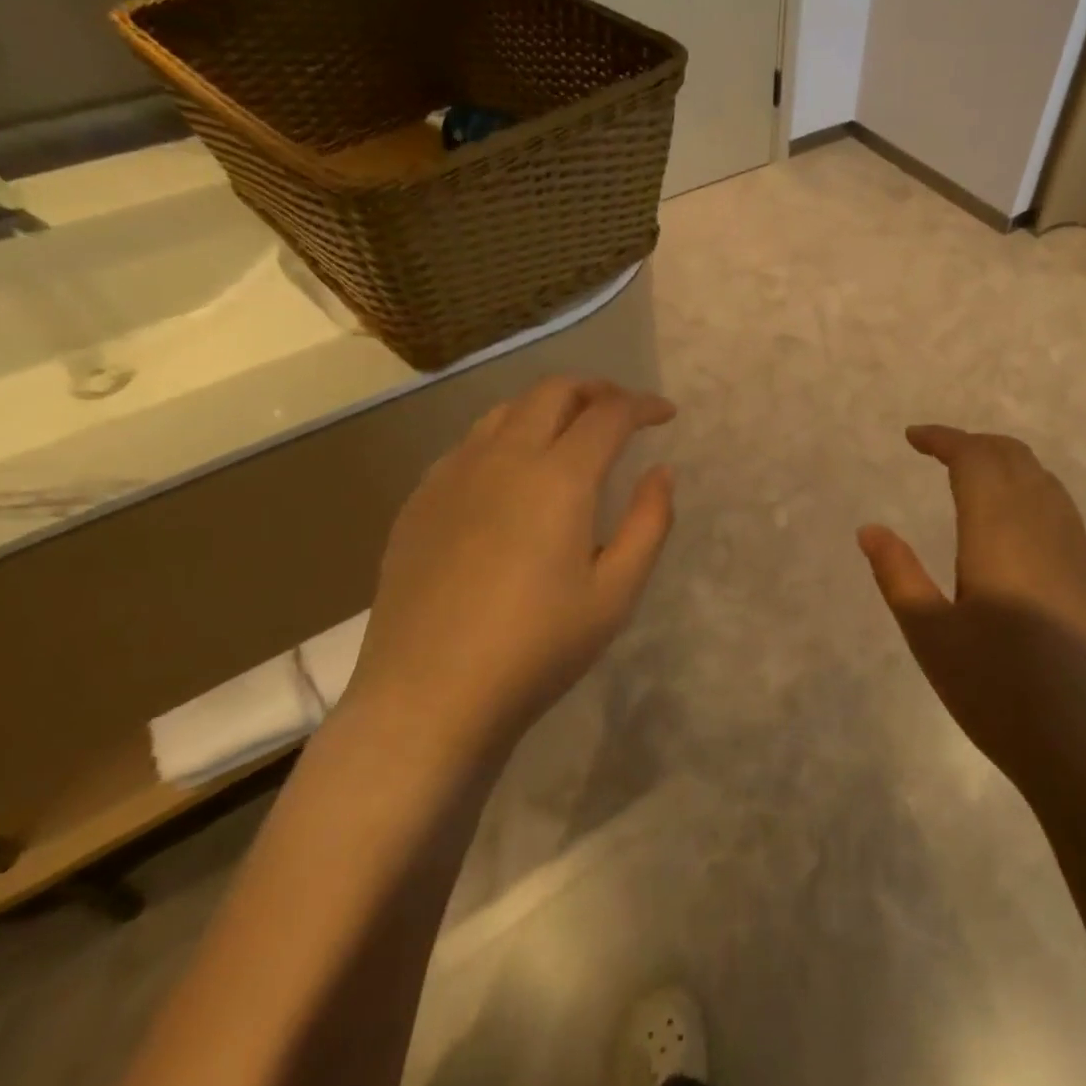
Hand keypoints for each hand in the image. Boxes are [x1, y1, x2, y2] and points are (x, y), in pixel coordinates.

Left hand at [349, 378, 675, 752]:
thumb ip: (649, 524)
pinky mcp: (420, 499)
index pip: (609, 414)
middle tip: (621, 410)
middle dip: (596, 390)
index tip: (665, 414)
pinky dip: (506, 437)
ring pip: (506, 411)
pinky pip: (470, 444)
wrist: (429, 695)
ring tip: (570, 432)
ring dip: (548, 407)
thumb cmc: (536, 648)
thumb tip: (661, 472)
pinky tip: (512, 474)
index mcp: (557, 478)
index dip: (643, 405)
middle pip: (553, 392)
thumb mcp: (615, 593)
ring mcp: (453, 474)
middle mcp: (502, 457)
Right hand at [858, 426, 1085, 780]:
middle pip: (1016, 459)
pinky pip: (1063, 514)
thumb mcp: (932, 638)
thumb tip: (871, 530)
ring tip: (974, 481)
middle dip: (976, 444)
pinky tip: (1016, 534)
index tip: (913, 437)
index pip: (975, 458)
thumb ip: (899, 576)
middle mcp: (1047, 529)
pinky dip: (1031, 496)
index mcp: (1001, 532)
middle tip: (940, 451)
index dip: (944, 439)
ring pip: (1046, 484)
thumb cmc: (1004, 694)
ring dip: (1008, 466)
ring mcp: (1083, 556)